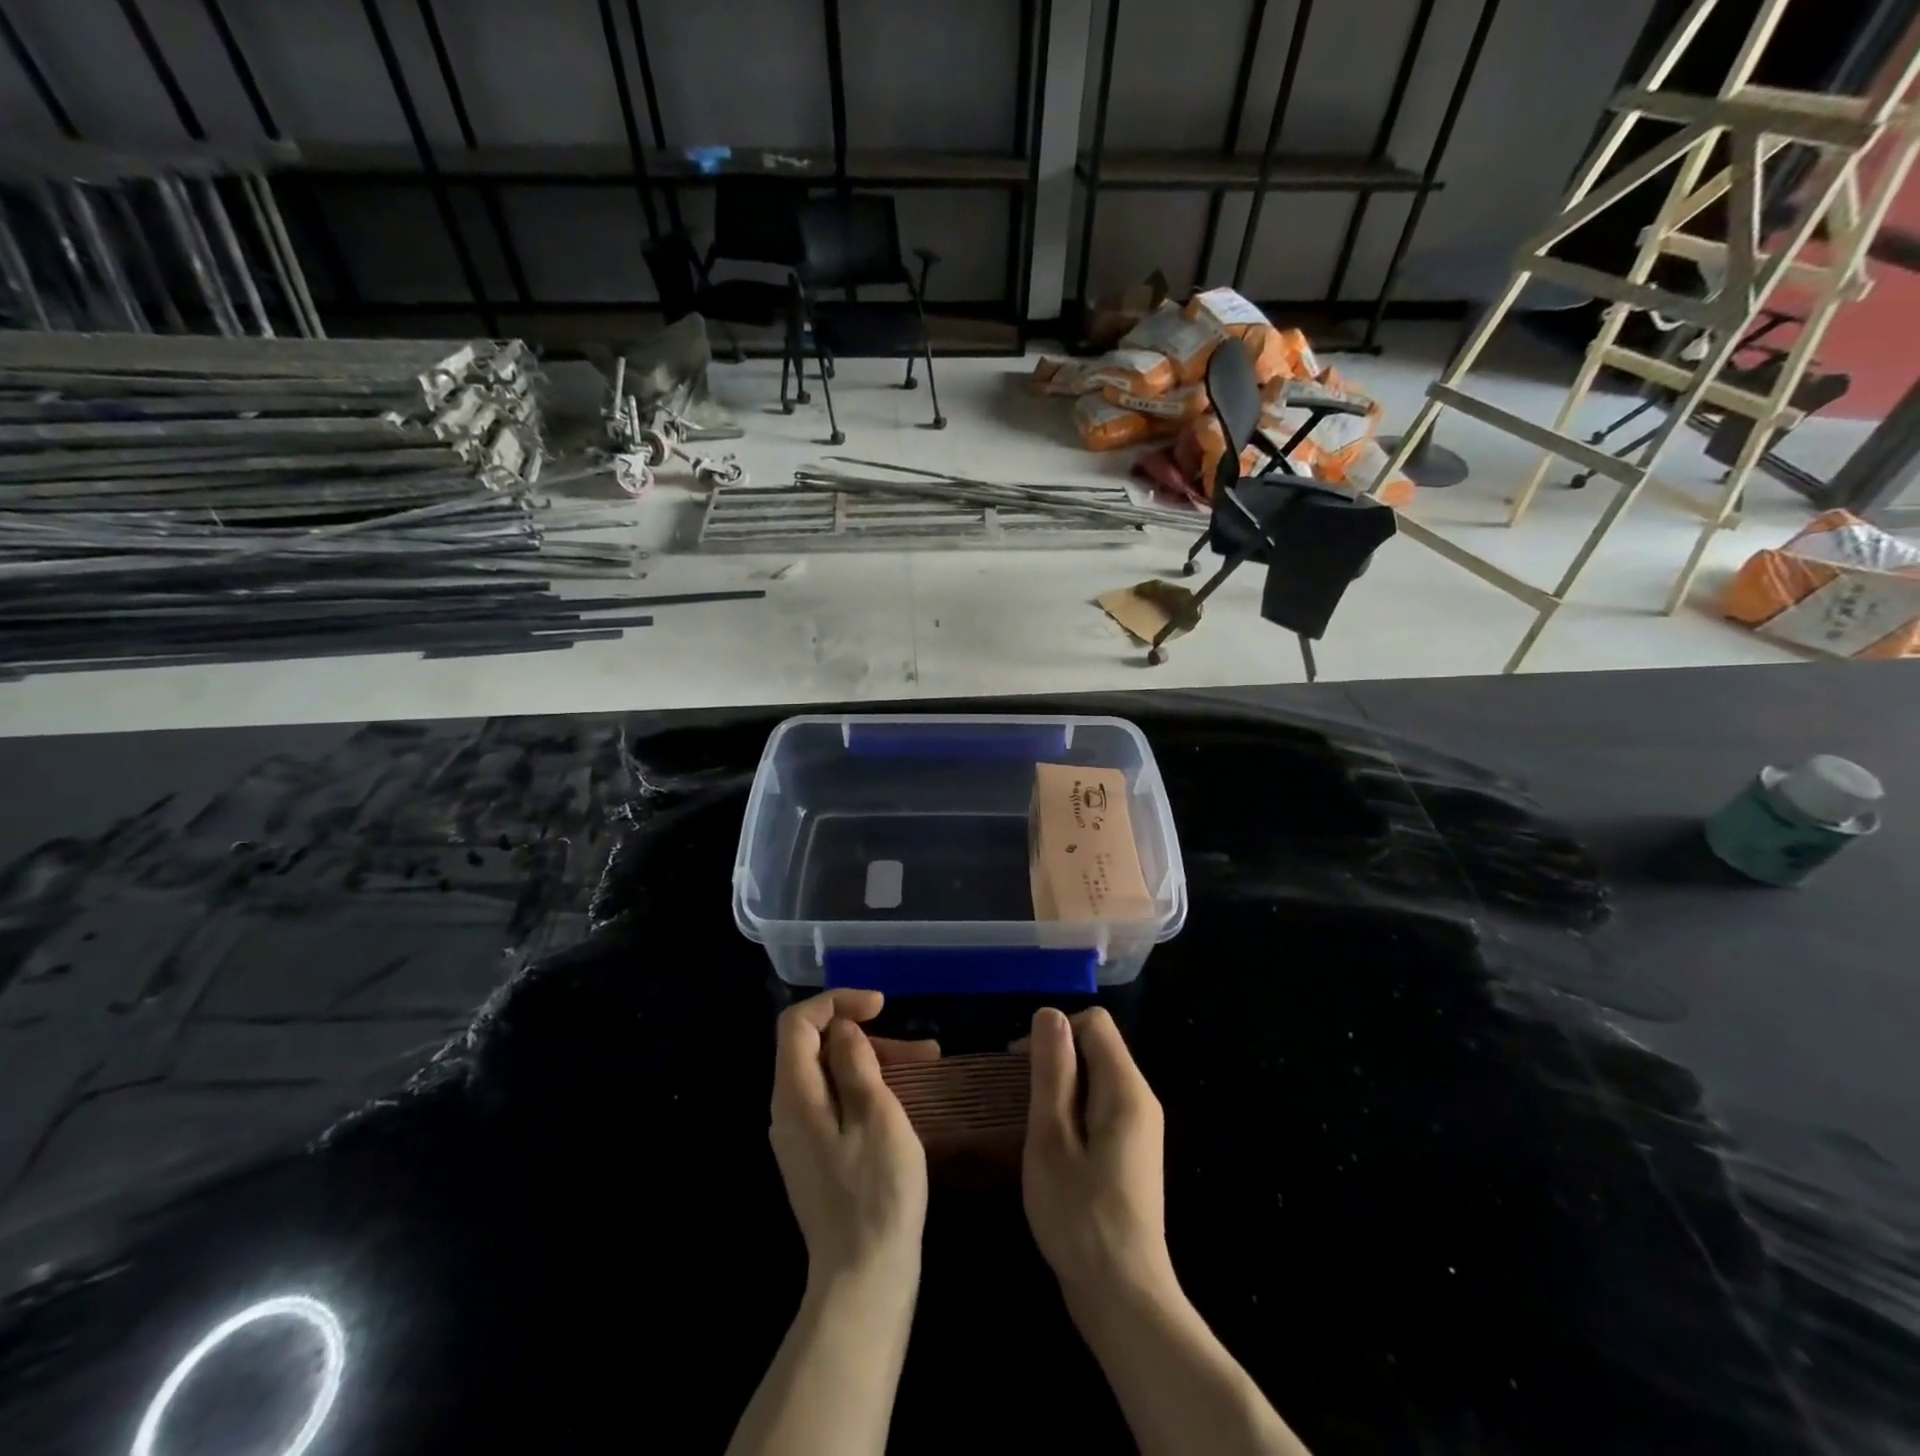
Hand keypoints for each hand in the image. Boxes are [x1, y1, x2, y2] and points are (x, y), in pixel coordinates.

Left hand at [769, 990, 931, 1287]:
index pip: (798, 1023)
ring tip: (929, 1064)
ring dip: (876, 1062)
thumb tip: (842, 1029)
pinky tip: (907, 1097)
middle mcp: (788, 1110)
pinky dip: (870, 1089)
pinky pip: (838, 1103)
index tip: (881, 1006)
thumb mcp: (875, 1114)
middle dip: (867, 1035)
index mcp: (794, 1095)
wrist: (864, 1280)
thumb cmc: (876, 1192)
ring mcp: (802, 1136)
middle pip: (817, 1047)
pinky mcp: (819, 1156)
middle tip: (920, 1049)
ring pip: (832, 1075)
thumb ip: (854, 1062)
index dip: (837, 1002)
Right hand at [1022, 1006, 1173, 1300]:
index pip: (1094, 1023)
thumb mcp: (1052, 1138)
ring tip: (1030, 1120)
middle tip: (1019, 1096)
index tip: (1020, 1065)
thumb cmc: (1080, 1215)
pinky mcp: (1133, 1152)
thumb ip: (1053, 1072)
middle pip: (1097, 1046)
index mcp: (1126, 1088)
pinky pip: (1101, 1105)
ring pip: (1097, 1076)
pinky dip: (1073, 1109)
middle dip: (1056, 1058)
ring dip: (1062, 1085)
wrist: (1124, 1297)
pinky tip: (1052, 1144)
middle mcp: (1141, 1099)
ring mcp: (1140, 1127)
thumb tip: (1049, 1014)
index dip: (1055, 1032)